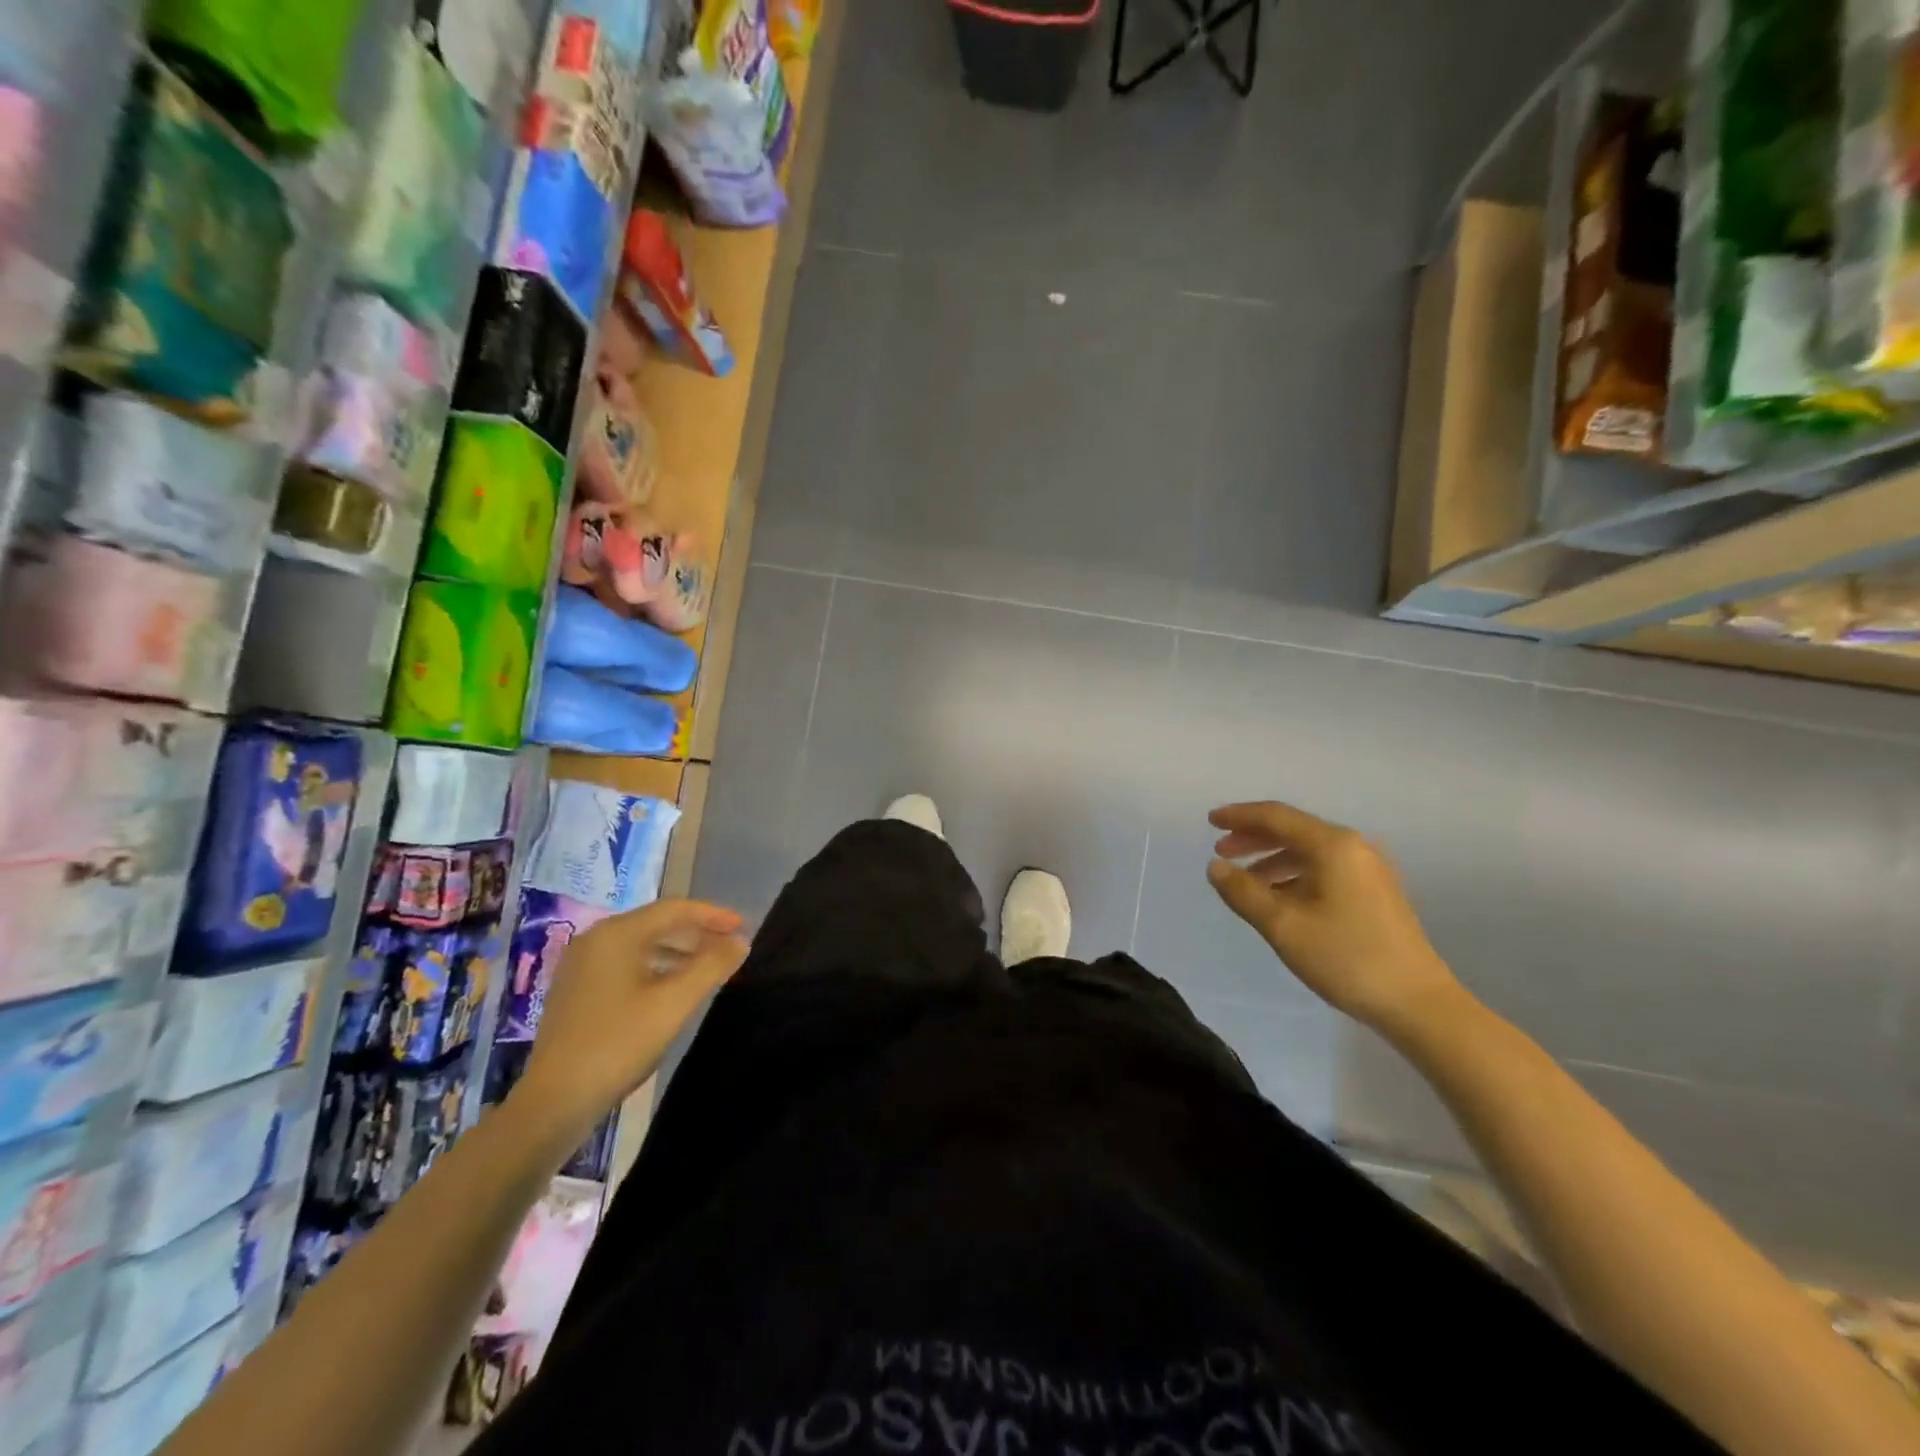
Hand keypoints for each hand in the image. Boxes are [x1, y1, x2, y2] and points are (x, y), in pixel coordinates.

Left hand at [513, 898, 748, 1142]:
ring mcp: (581, 965)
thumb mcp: (674, 1003)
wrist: (554, 1102)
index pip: (675, 909)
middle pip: (657, 923)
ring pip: (641, 944)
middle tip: (731, 944)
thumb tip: (740, 941)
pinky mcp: (576, 989)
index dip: (713, 915)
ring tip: (709, 966)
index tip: (744, 926)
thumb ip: (712, 966)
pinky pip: (625, 963)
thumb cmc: (618, 1044)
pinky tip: (672, 988)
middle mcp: (595, 940)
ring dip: (678, 951)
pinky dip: (655, 967)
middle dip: (697, 932)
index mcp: (617, 934)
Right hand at [1205, 801, 1465, 1036]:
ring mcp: (1368, 869)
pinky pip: (1324, 868)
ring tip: (1243, 879)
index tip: (1209, 821)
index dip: (1239, 816)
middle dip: (1253, 837)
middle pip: (1293, 830)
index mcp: (1332, 846)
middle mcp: (1353, 847)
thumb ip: (1243, 892)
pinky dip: (1293, 874)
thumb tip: (1215, 866)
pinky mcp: (1375, 891)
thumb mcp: (1283, 926)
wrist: (1418, 1003)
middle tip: (1221, 851)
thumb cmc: (1346, 958)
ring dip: (1271, 858)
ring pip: (1308, 851)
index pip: (1276, 816)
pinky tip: (1278, 897)